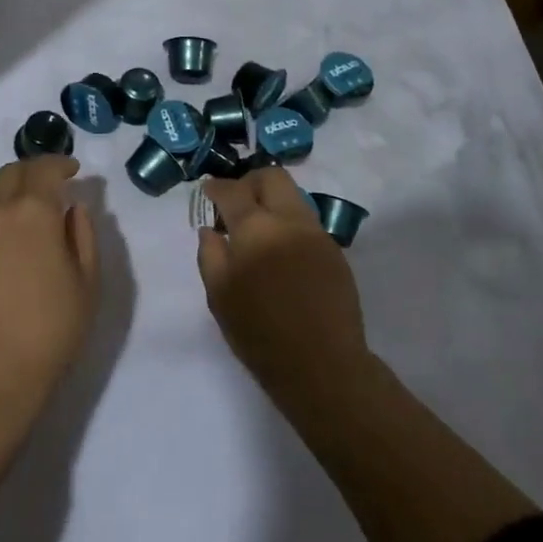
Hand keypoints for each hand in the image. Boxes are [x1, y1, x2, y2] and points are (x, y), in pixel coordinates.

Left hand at [0, 155, 99, 404]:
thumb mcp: (86, 283)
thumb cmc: (49, 329)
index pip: (44, 169)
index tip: (73, 169)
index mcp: (33, 211)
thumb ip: (83, 236)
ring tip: (26, 202)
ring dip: (9, 185)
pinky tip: (6, 231)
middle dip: (34, 170)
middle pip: (12, 171)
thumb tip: (73, 209)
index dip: (60, 163)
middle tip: (52, 183)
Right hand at [197, 167, 368, 404]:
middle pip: (272, 177)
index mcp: (256, 228)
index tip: (208, 192)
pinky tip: (280, 253)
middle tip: (236, 205)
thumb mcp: (219, 295)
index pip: (233, 190)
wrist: (322, 365)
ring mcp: (317, 234)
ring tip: (258, 230)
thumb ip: (210, 254)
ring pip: (293, 196)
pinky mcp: (334, 251)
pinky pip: (306, 222)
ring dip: (272, 201)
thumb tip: (211, 229)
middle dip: (250, 182)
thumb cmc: (259, 332)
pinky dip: (288, 224)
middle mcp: (289, 220)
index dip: (216, 187)